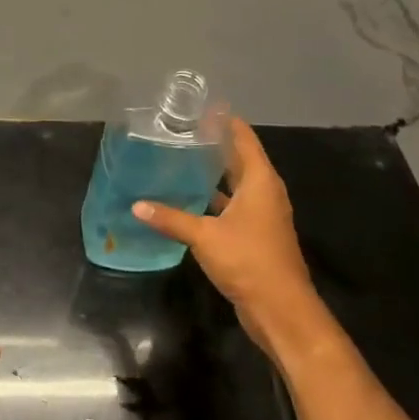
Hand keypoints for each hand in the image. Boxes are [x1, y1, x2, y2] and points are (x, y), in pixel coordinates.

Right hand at [134, 117, 328, 359]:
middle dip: (213, 145)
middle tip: (180, 131)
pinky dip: (212, 199)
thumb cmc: (249, 261)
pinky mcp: (254, 235)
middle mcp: (264, 193)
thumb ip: (171, 218)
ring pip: (234, 184)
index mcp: (260, 181)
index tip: (198, 108)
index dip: (224, 121)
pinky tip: (186, 198)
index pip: (243, 138)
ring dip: (211, 173)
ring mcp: (261, 215)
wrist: (282, 311)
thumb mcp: (205, 236)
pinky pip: (231, 205)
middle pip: (239, 159)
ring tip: (178, 159)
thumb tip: (137, 205)